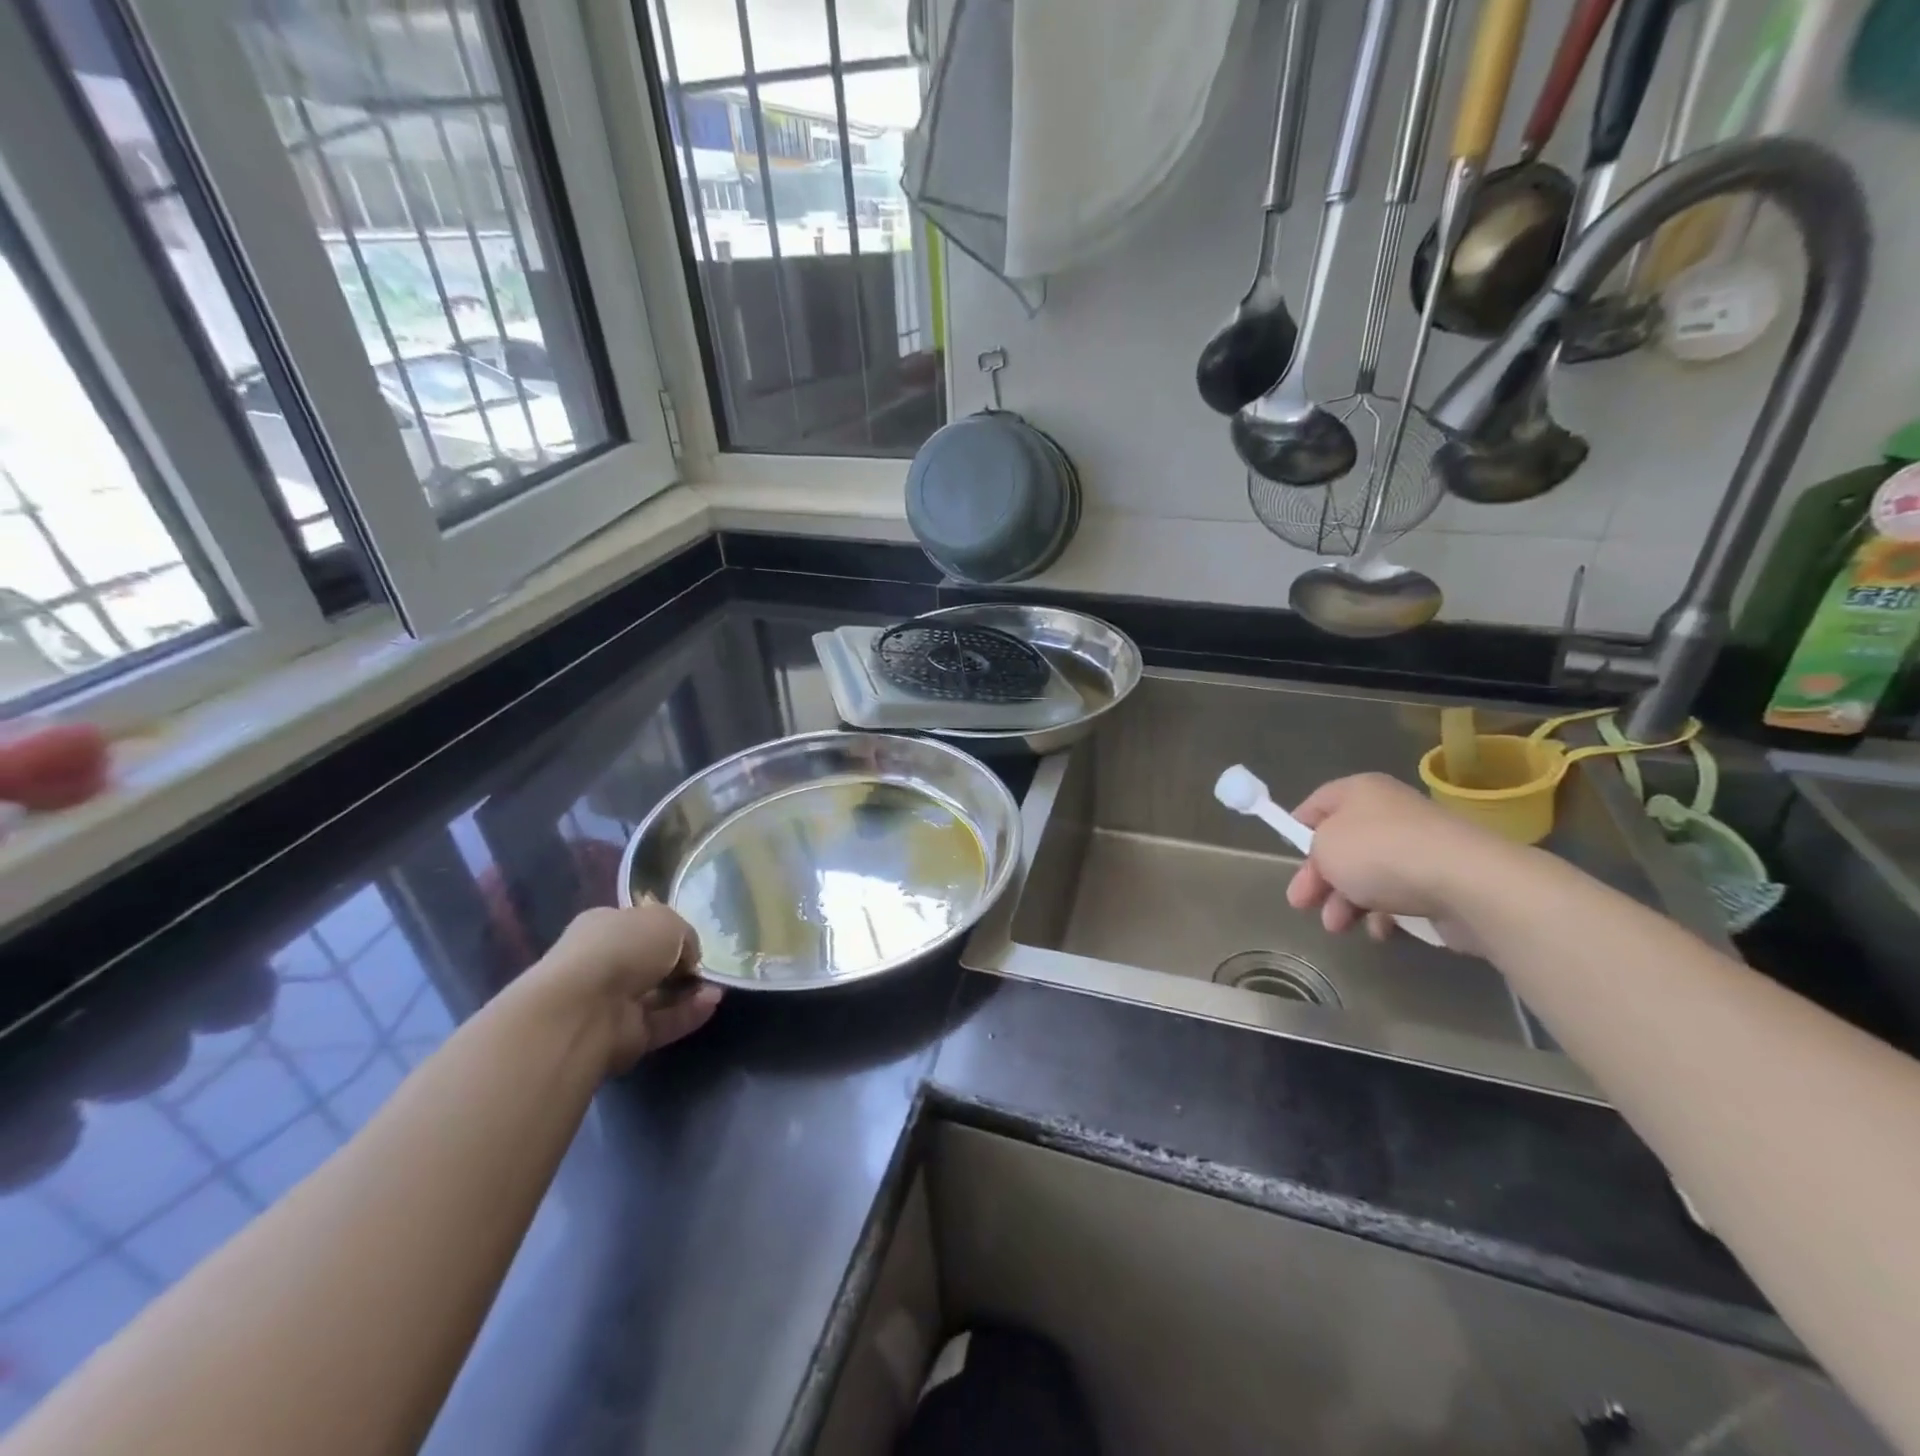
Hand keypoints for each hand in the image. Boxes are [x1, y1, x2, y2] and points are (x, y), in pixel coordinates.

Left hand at [524, 903, 721, 1074]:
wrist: (586, 1008)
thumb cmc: (623, 947)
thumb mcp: (666, 920)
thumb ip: (684, 935)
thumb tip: (687, 958)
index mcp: (603, 927)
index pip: (638, 927)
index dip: (668, 932)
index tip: (691, 941)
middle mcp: (603, 963)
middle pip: (649, 964)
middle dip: (680, 966)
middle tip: (705, 967)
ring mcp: (611, 1003)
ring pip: (658, 995)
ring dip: (689, 991)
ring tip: (716, 987)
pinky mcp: (624, 1036)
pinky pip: (663, 1022)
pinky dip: (689, 1013)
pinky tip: (713, 1003)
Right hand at [1285, 774, 1517, 954]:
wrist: (1464, 882)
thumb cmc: (1380, 853)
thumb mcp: (1324, 846)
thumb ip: (1313, 850)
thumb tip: (1327, 861)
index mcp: (1360, 792)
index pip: (1318, 803)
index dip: (1297, 827)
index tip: (1287, 854)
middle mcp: (1390, 812)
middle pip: (1342, 844)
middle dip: (1320, 878)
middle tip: (1302, 904)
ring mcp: (1419, 846)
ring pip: (1369, 874)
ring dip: (1346, 901)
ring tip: (1337, 927)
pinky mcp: (1442, 878)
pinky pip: (1400, 894)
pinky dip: (1384, 913)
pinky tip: (1379, 930)